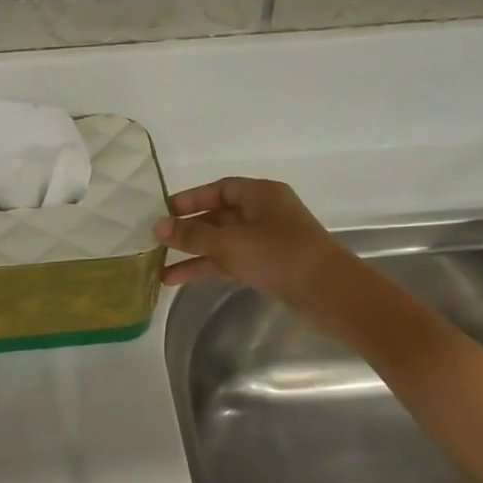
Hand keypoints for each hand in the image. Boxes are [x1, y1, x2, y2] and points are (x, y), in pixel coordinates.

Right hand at [154, 178, 348, 319]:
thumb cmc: (281, 256)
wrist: (327, 293)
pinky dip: (206, 268)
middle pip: (217, 216)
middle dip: (187, 230)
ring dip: (192, 254)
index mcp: (261, 195)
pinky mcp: (264, 266)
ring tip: (158, 269)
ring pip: (220, 242)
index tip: (162, 212)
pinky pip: (227, 261)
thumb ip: (193, 235)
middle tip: (154, 241)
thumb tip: (157, 227)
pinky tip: (179, 279)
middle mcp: (263, 214)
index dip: (190, 199)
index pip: (219, 189)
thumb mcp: (231, 242)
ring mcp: (264, 241)